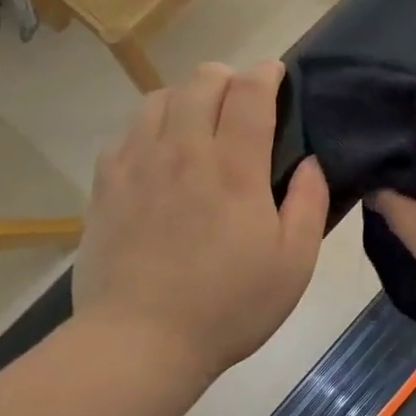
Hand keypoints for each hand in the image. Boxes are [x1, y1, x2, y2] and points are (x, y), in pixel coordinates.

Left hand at [71, 61, 329, 382]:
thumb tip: (310, 161)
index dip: (265, 74)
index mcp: (234, 167)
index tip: (275, 75)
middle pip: (201, 81)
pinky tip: (157, 153)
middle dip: (227, 77)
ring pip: (158, 98)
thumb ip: (309, 204)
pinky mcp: (106, 185)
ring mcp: (138, 164)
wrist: (140, 341)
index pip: (249, 93)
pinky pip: (126, 132)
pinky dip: (148, 127)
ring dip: (185, 97)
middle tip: (240, 100)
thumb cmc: (228, 306)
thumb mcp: (293, 264)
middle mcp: (183, 151)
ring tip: (197, 121)